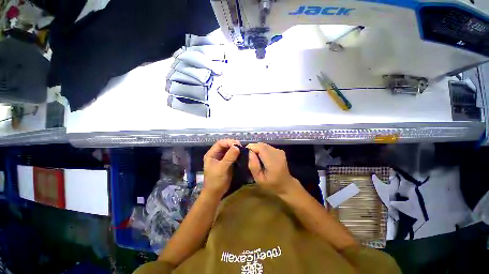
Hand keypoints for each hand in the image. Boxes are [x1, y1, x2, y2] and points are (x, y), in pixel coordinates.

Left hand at [203, 139, 240, 198]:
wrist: (215, 193)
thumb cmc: (216, 181)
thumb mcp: (222, 168)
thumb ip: (229, 157)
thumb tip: (237, 146)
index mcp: (211, 154)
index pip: (220, 143)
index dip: (229, 142)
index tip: (238, 144)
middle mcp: (216, 154)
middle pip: (225, 145)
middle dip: (233, 145)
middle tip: (241, 147)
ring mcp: (221, 158)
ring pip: (229, 150)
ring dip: (235, 149)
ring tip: (242, 150)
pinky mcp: (226, 162)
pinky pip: (232, 155)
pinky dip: (236, 154)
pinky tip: (241, 155)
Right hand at [246, 143, 300, 195]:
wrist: (286, 185)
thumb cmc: (271, 184)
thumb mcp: (258, 179)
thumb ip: (253, 166)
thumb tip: (249, 152)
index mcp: (273, 161)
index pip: (260, 147)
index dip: (251, 148)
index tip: (245, 154)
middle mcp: (277, 153)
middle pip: (261, 145)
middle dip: (253, 148)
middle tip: (248, 157)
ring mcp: (279, 151)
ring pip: (264, 145)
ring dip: (257, 149)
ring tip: (254, 158)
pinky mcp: (279, 150)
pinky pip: (267, 147)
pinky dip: (261, 150)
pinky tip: (261, 157)